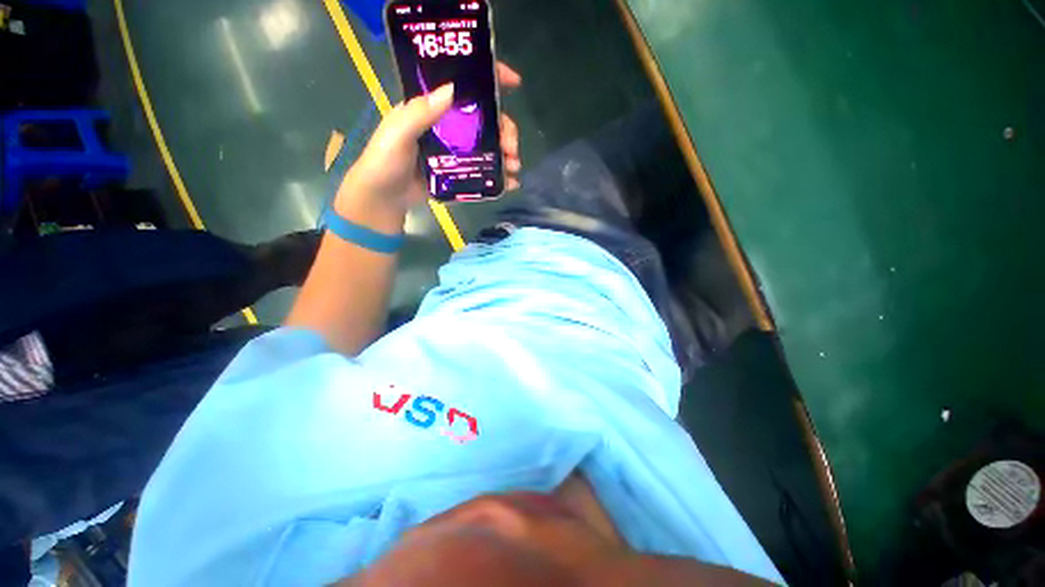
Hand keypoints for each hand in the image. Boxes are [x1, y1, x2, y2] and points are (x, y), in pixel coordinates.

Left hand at [336, 63, 523, 232]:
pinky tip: (510, 183)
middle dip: (505, 131)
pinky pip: (483, 172)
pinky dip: (499, 177)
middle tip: (512, 148)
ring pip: (489, 146)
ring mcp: (456, 152)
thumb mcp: (397, 132)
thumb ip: (420, 113)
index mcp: (433, 108)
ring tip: (514, 167)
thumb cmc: (385, 161)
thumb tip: (451, 90)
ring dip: (506, 154)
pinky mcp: (459, 174)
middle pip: (485, 121)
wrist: (383, 198)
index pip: (464, 86)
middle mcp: (449, 127)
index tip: (514, 83)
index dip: (491, 79)